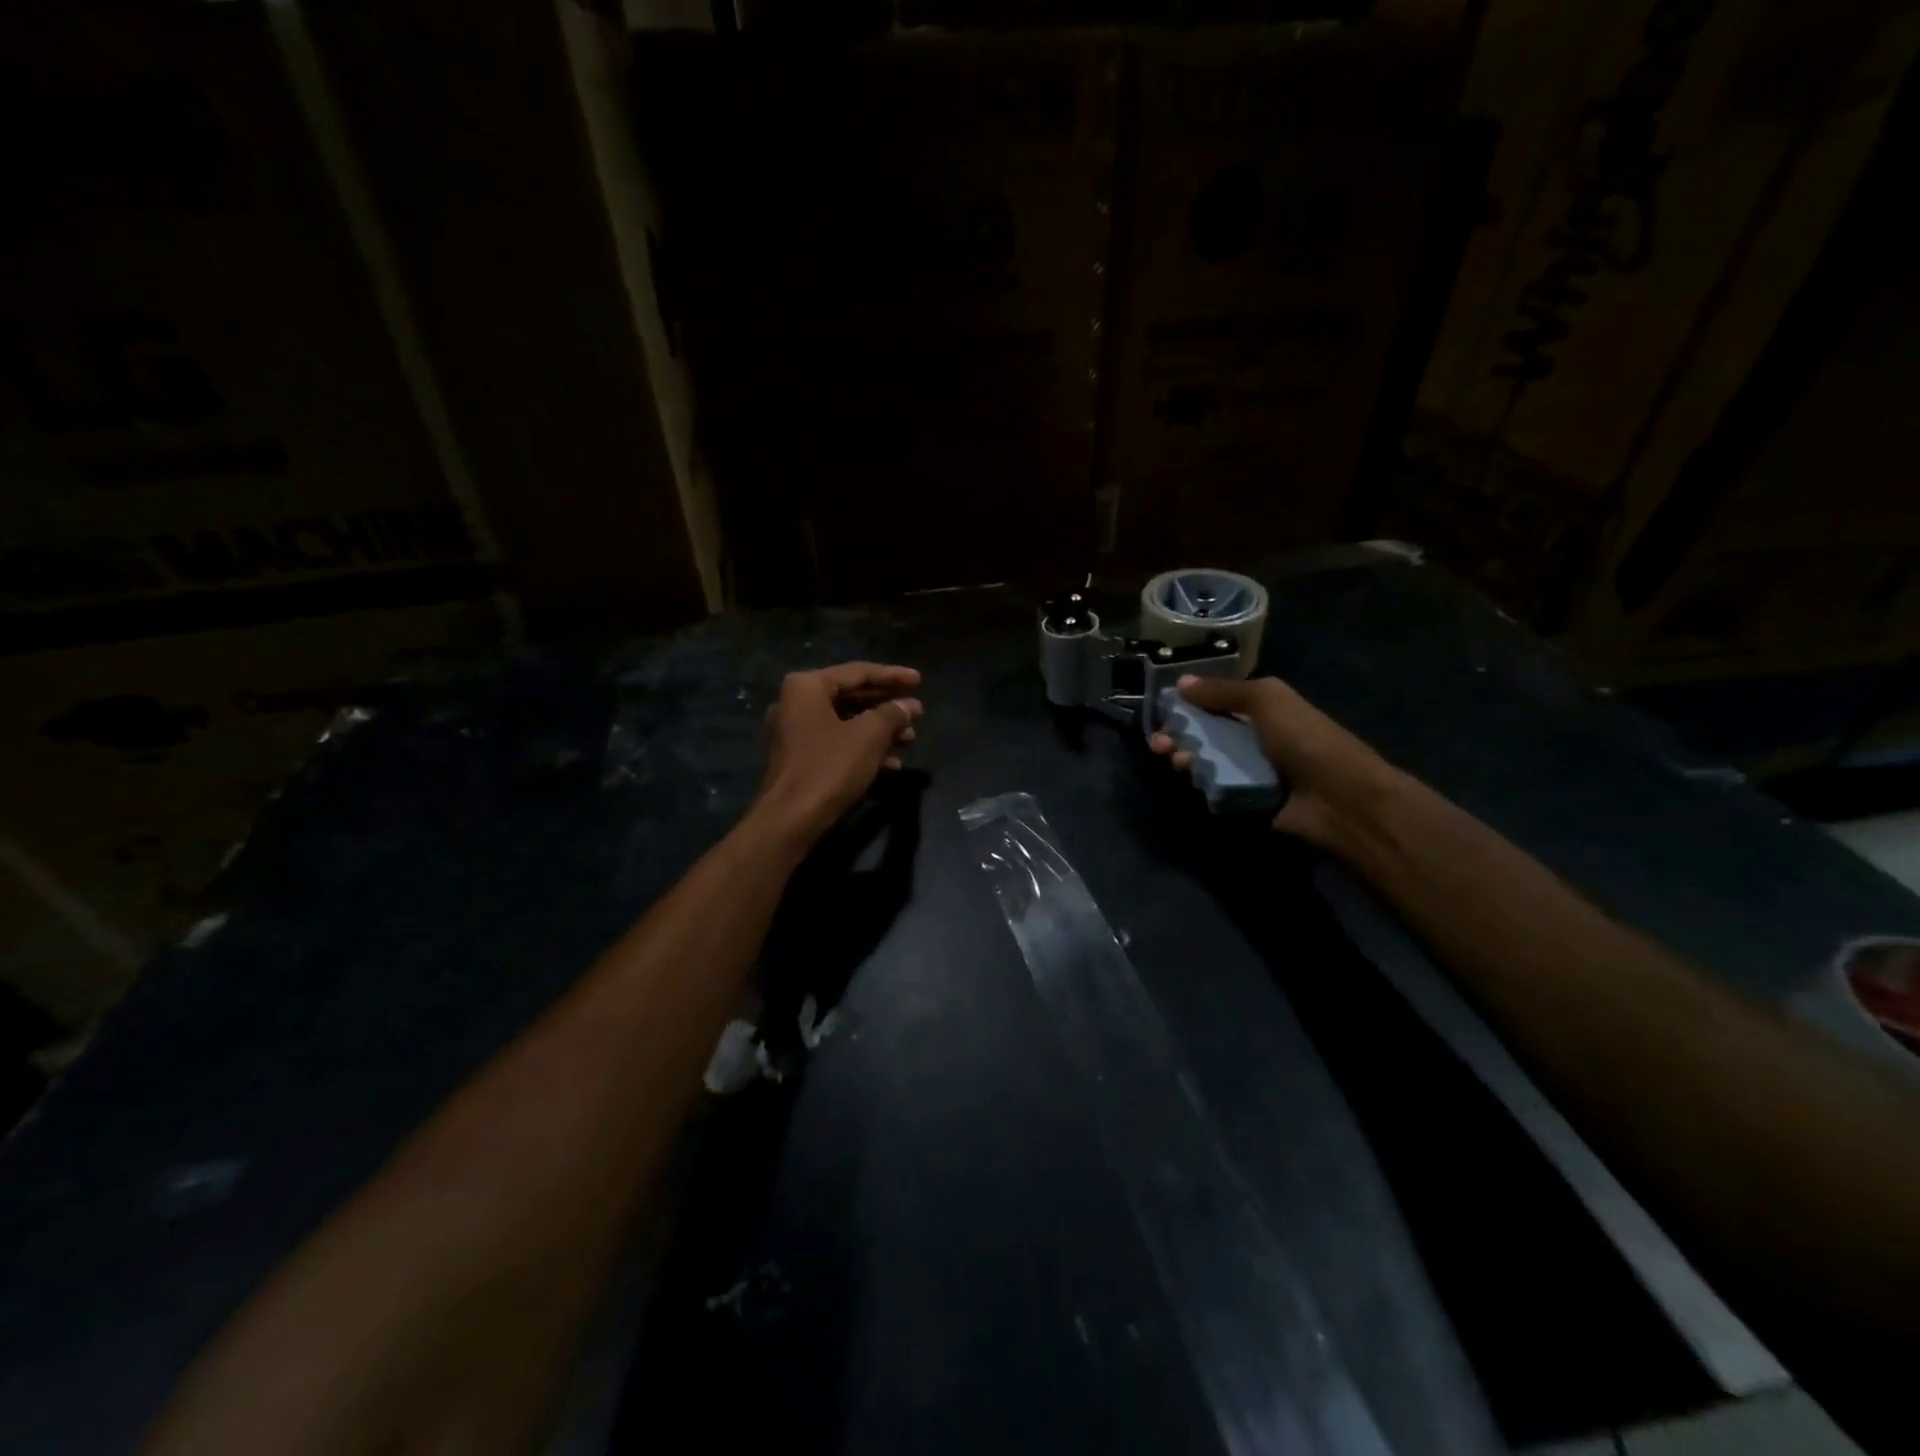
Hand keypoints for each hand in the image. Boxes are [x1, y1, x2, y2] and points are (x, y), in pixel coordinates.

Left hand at [754, 662, 922, 846]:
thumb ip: (892, 714)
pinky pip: (837, 743)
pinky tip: (892, 764)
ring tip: (910, 740)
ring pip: (846, 723)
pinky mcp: (799, 758)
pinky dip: (863, 748)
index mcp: (807, 687)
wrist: (790, 819)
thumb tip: (910, 705)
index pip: (858, 673)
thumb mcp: (869, 736)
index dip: (893, 676)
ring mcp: (794, 732)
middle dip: (887, 707)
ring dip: (880, 730)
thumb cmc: (830, 767)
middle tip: (917, 712)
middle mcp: (795, 703)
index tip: (919, 680)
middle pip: (851, 697)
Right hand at [1148, 674, 1399, 844]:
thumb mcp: (1267, 700)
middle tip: (1159, 742)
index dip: (1188, 703)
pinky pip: (1216, 787)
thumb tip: (1181, 682)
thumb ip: (1222, 691)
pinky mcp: (1248, 798)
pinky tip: (1190, 778)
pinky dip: (1201, 782)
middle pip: (1206, 732)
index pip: (1216, 701)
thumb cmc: (1305, 740)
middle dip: (1179, 734)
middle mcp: (1256, 736)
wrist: (1340, 798)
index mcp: (1263, 708)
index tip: (1162, 708)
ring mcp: (1252, 769)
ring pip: (1207, 760)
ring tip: (1173, 759)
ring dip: (1185, 757)